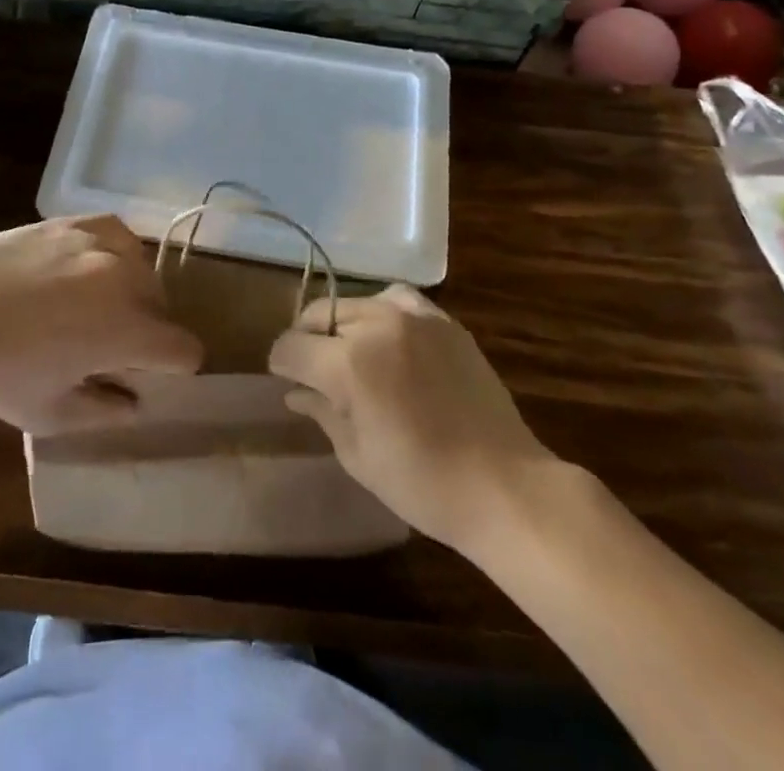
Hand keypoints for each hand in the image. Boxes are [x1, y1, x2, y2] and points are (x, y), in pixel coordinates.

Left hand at [0, 216, 203, 434]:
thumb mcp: (50, 413)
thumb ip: (106, 413)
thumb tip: (136, 401)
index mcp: (126, 330)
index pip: (185, 349)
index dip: (176, 369)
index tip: (151, 376)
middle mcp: (125, 278)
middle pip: (164, 308)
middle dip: (148, 331)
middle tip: (109, 346)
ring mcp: (101, 242)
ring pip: (143, 270)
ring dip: (132, 292)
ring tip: (94, 305)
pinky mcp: (76, 222)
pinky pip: (119, 235)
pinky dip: (115, 254)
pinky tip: (90, 267)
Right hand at [268, 285, 553, 551]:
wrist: (503, 484)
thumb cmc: (422, 483)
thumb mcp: (358, 456)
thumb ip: (321, 413)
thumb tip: (295, 393)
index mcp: (349, 364)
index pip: (292, 346)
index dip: (280, 363)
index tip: (284, 378)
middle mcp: (376, 326)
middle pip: (321, 314)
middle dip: (308, 339)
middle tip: (313, 370)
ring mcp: (414, 318)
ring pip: (357, 302)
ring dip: (344, 324)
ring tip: (351, 353)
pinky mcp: (443, 321)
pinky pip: (399, 300)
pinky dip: (383, 312)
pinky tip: (389, 338)